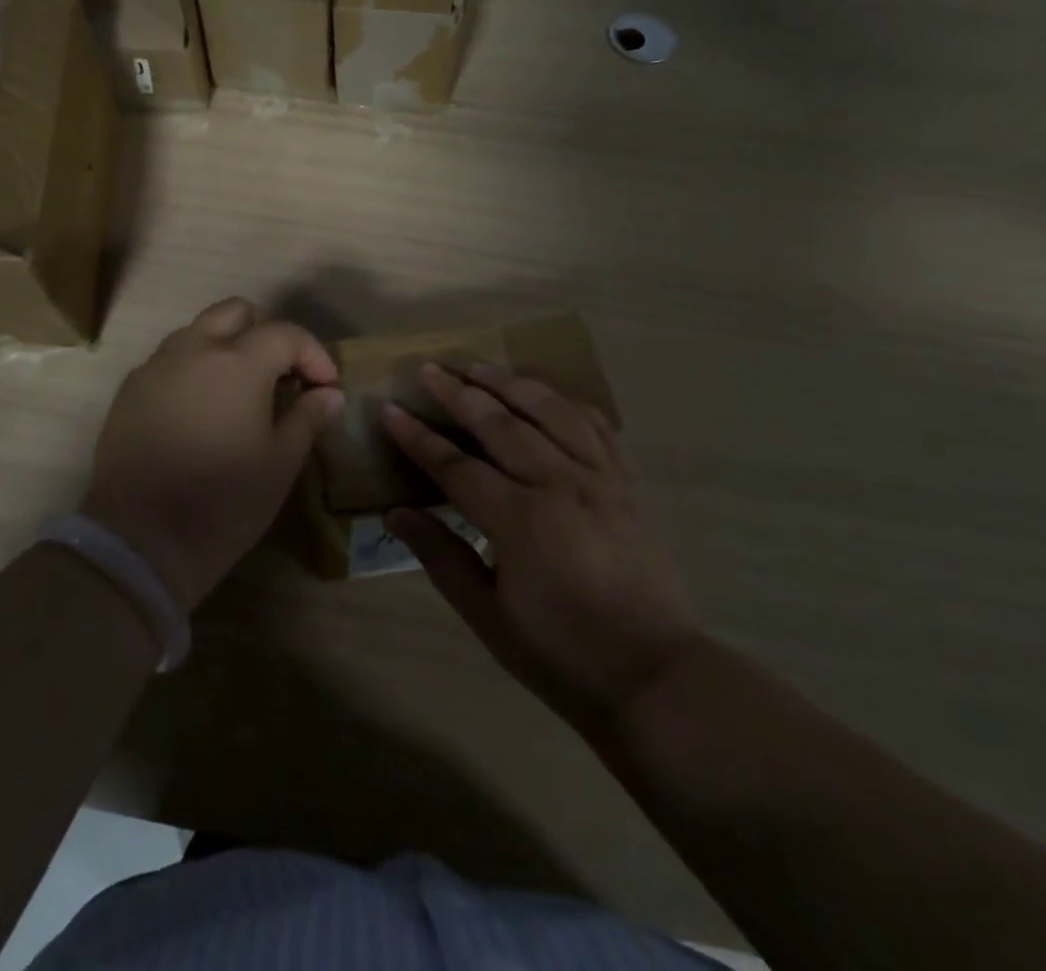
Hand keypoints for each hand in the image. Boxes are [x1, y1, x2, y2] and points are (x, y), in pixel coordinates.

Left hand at [85, 298, 342, 611]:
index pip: (286, 334)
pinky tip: (202, 411)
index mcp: (237, 362)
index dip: (314, 355)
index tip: (326, 386)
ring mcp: (156, 367)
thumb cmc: (224, 501)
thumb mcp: (280, 462)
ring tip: (242, 392)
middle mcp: (193, 349)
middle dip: (267, 334)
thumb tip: (328, 394)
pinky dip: (195, 369)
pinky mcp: (131, 390)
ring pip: (199, 331)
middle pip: (236, 312)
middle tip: (281, 375)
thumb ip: (308, 417)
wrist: (141, 540)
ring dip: (227, 347)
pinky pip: (170, 360)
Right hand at [383, 363, 700, 728]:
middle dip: (459, 393)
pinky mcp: (629, 483)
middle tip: (429, 369)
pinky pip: (597, 426)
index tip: (390, 410)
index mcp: (520, 521)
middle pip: (501, 423)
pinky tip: (548, 395)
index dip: (418, 437)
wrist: (655, 677)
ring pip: (550, 411)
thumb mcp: (488, 617)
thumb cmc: (562, 654)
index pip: (455, 465)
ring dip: (511, 383)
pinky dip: (568, 403)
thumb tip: (396, 513)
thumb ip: (441, 557)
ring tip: (481, 366)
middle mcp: (560, 484)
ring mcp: (601, 478)